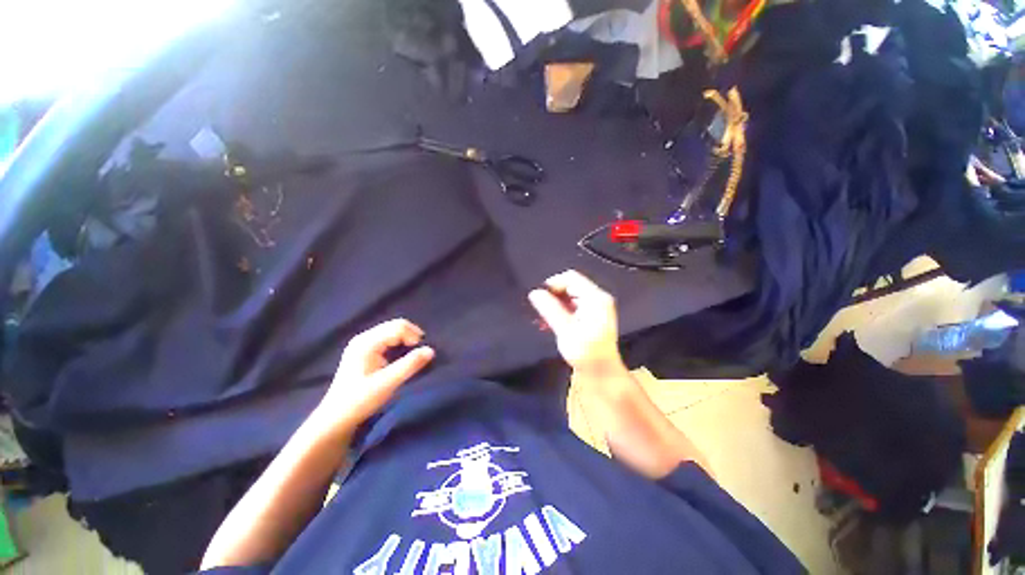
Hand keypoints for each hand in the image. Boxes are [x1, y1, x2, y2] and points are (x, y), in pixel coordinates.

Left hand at [316, 319, 433, 432]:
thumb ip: (410, 365)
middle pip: (395, 326)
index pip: (398, 327)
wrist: (336, 419)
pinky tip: (401, 357)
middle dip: (411, 336)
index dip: (414, 336)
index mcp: (367, 342)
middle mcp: (364, 338)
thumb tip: (431, 350)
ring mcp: (362, 344)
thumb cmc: (360, 400)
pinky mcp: (364, 352)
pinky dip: (399, 345)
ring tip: (413, 355)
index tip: (422, 353)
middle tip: (420, 353)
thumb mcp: (388, 383)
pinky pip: (387, 340)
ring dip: (406, 340)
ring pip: (392, 332)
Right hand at [528, 270, 625, 375]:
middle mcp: (598, 298)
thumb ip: (549, 309)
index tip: (538, 296)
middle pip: (570, 286)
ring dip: (555, 305)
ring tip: (541, 318)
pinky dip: (561, 311)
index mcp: (595, 298)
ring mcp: (596, 307)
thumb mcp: (565, 329)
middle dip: (552, 295)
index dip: (553, 284)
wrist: (602, 372)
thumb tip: (534, 293)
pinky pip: (573, 306)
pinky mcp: (592, 316)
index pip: (571, 278)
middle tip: (538, 309)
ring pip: (570, 296)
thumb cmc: (585, 351)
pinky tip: (549, 322)